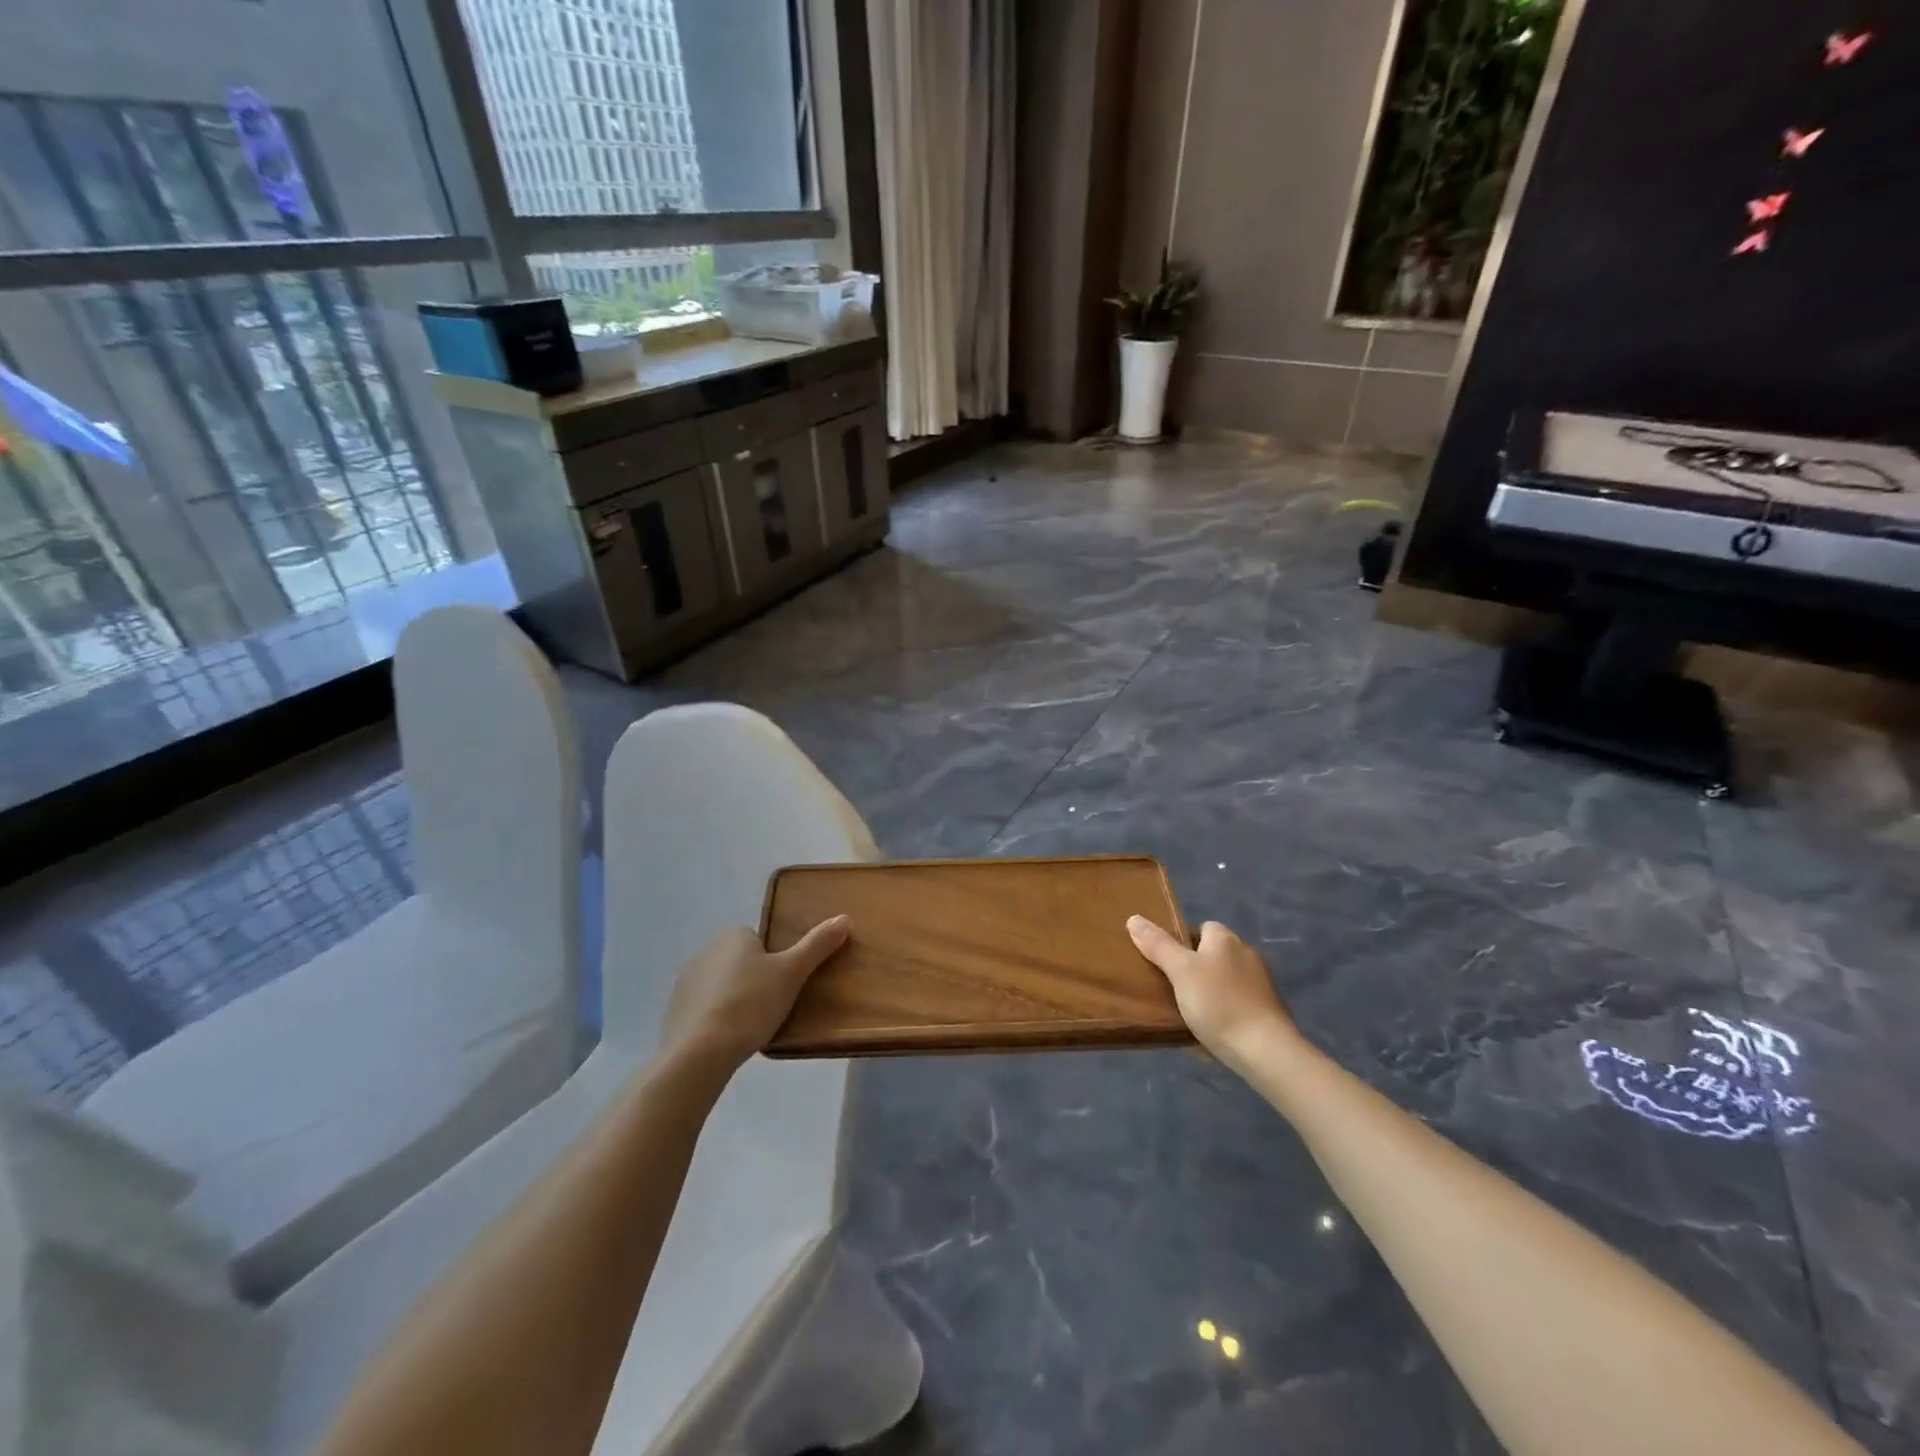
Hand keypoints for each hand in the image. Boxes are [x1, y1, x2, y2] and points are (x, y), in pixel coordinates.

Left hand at [658, 917, 850, 1074]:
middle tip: (773, 1006)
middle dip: (754, 980)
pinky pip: (703, 1009)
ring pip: (721, 986)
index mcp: (733, 936)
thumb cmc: (751, 1004)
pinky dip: (715, 1020)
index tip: (784, 985)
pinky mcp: (674, 1012)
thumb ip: (817, 945)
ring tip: (751, 1027)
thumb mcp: (792, 972)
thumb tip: (844, 917)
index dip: (774, 962)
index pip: (759, 941)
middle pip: (741, 962)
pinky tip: (727, 1040)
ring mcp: (685, 982)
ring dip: (734, 1000)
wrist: (700, 1052)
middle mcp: (705, 951)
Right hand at [1128, 917, 1297, 1072]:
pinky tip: (1212, 1030)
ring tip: (1189, 1012)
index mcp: (1226, 939)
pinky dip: (1225, 1012)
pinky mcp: (1268, 1011)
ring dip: (1210, 992)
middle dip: (1195, 969)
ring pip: (1225, 980)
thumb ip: (1158, 945)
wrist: (1265, 1051)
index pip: (1202, 928)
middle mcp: (1246, 954)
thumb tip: (1134, 918)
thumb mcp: (1180, 971)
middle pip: (1213, 954)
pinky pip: (1238, 1004)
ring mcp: (1261, 984)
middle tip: (1172, 989)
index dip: (1183, 942)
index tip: (1167, 964)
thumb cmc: (1218, 1004)